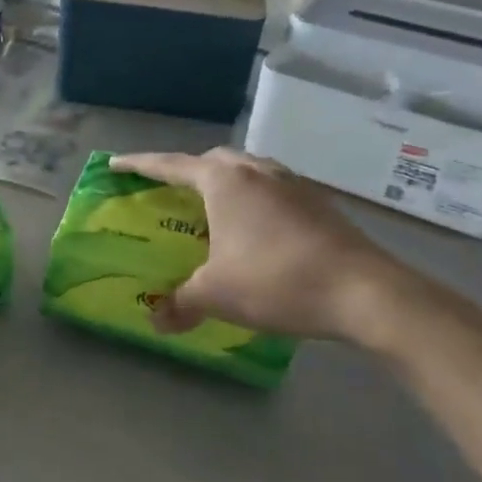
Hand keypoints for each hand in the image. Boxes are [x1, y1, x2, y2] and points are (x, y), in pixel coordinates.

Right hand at [109, 148, 447, 348]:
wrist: (365, 293)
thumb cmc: (277, 281)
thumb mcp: (217, 295)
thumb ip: (180, 303)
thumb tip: (155, 321)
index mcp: (225, 181)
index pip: (170, 165)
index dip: (139, 165)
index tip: (115, 164)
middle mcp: (257, 171)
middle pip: (212, 160)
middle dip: (187, 171)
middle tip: (171, 193)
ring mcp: (292, 184)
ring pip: (247, 170)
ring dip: (225, 182)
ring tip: (214, 209)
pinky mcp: (319, 203)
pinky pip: (272, 189)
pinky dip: (254, 199)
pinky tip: (256, 230)